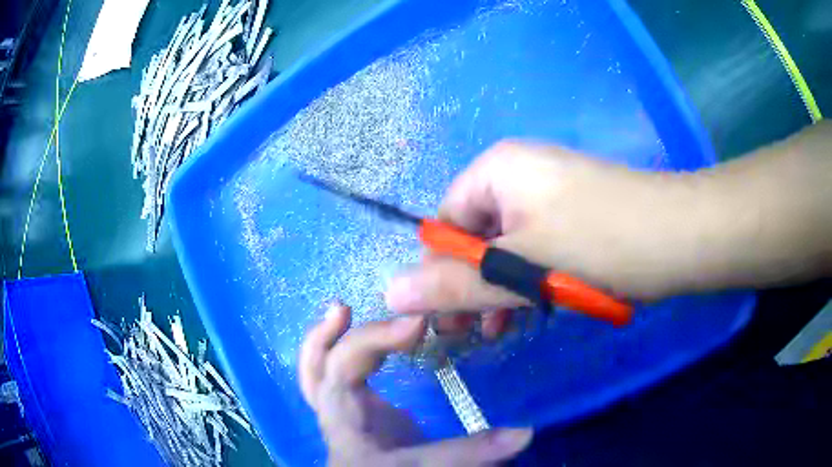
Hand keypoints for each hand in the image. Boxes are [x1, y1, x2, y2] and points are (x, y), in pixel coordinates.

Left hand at [299, 303, 533, 465]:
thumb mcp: (429, 466)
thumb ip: (471, 452)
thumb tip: (525, 431)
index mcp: (345, 422)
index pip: (343, 371)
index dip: (378, 340)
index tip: (417, 321)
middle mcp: (337, 414)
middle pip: (314, 369)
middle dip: (326, 336)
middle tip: (344, 307)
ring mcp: (343, 413)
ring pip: (317, 374)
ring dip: (326, 341)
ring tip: (342, 312)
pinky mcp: (357, 415)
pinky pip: (336, 379)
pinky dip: (342, 355)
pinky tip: (368, 346)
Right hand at [386, 141, 710, 335]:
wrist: (681, 235)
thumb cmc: (600, 243)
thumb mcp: (522, 269)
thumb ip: (456, 283)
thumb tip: (391, 293)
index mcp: (498, 170)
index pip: (445, 221)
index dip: (438, 270)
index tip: (442, 317)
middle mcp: (520, 176)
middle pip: (476, 236)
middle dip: (470, 286)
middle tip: (469, 334)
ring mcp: (551, 197)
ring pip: (507, 249)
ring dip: (499, 291)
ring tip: (500, 330)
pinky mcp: (574, 218)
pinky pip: (536, 250)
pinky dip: (529, 283)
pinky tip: (533, 311)